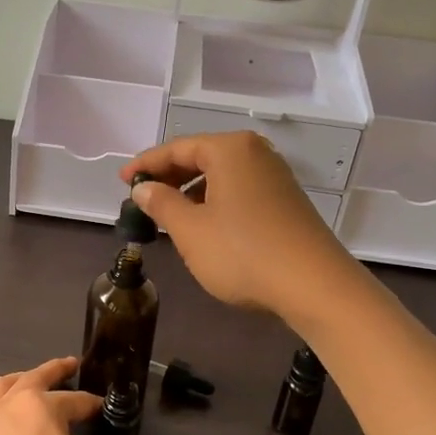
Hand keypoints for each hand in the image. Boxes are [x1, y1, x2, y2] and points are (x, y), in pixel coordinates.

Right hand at [122, 133, 363, 321]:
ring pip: (221, 176)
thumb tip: (143, 188)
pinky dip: (215, 202)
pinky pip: (239, 191)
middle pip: (201, 157)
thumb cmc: (243, 253)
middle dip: (169, 177)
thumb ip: (161, 204)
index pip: (177, 148)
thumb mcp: (190, 231)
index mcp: (230, 150)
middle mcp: (255, 154)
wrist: (314, 286)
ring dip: (192, 192)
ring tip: (169, 216)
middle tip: (142, 198)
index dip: (146, 164)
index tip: (122, 181)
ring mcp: (275, 177)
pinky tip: (205, 227)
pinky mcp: (286, 201)